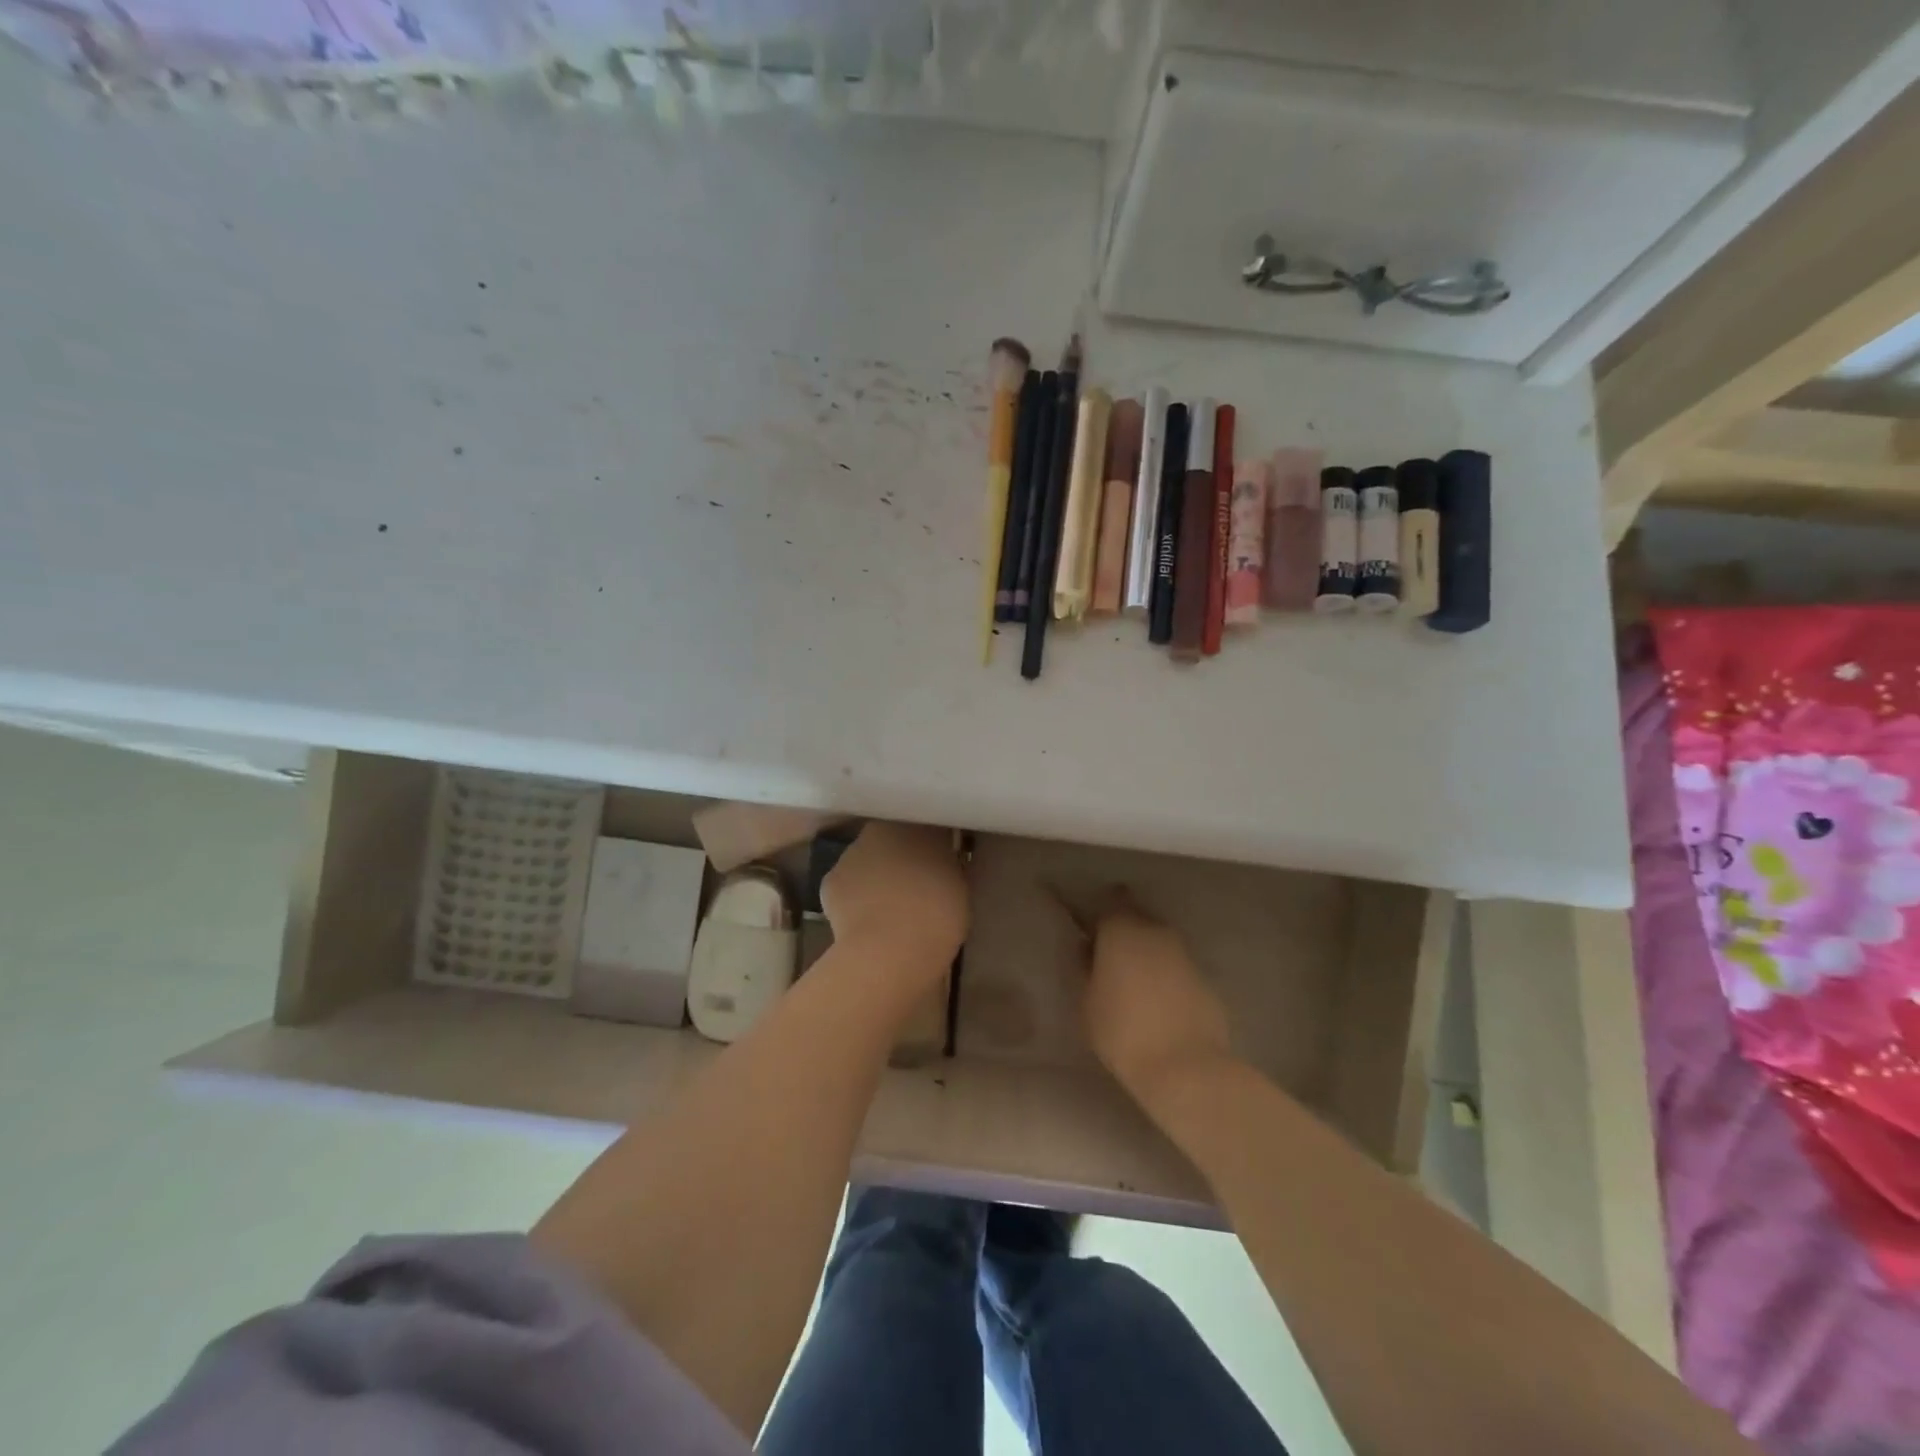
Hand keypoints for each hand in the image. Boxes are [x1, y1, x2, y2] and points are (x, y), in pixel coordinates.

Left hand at [820, 822, 967, 973]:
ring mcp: (851, 853)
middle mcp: (883, 829)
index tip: (941, 865)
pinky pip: (847, 887)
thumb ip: (948, 868)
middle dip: (901, 858)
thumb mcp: (960, 888)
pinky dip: (854, 899)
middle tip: (914, 886)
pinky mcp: (829, 880)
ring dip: (876, 877)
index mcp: (921, 826)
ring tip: (888, 909)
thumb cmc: (937, 915)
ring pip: (867, 861)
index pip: (929, 829)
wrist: (889, 949)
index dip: (934, 847)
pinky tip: (865, 921)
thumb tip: (941, 865)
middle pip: (893, 840)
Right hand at [1082, 901, 1233, 1106]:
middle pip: (1136, 918)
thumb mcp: (1087, 1003)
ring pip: (1158, 942)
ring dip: (1145, 953)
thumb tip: (1088, 950)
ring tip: (1131, 981)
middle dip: (1122, 931)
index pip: (1109, 902)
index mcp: (1122, 930)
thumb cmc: (1122, 1032)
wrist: (1186, 1068)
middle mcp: (1155, 932)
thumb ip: (1085, 969)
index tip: (1088, 928)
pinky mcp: (1205, 979)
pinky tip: (1156, 1001)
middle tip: (1107, 956)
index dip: (1098, 913)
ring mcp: (1184, 954)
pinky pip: (1176, 967)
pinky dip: (1165, 975)